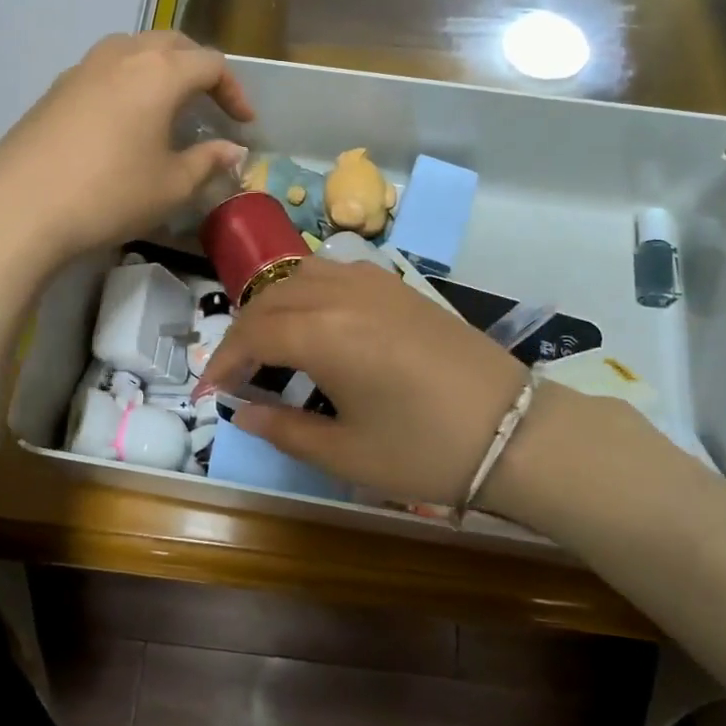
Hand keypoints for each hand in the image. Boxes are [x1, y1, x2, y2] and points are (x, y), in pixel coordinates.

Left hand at [0, 31, 251, 269]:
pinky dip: (128, 80)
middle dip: (198, 68)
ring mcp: (83, 68)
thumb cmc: (110, 194)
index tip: (243, 123)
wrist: (20, 207)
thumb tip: (233, 150)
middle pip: (172, 43)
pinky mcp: (56, 88)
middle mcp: (122, 56)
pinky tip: (124, 118)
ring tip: (169, 104)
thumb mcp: (172, 185)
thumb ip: (208, 161)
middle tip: (211, 103)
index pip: (210, 63)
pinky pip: (105, 68)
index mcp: (159, 72)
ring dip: (160, 68)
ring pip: (134, 49)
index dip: (234, 90)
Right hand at [202, 257, 528, 505]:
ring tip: (270, 343)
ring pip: (302, 275)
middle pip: (271, 299)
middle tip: (235, 372)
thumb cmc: (425, 450)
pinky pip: (336, 272)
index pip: (253, 334)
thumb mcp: (346, 454)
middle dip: (243, 332)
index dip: (224, 360)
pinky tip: (318, 322)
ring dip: (274, 305)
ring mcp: (375, 284)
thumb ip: (285, 430)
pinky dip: (309, 290)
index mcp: (324, 333)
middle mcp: (342, 294)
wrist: (515, 430)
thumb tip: (243, 412)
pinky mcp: (399, 287)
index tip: (210, 390)